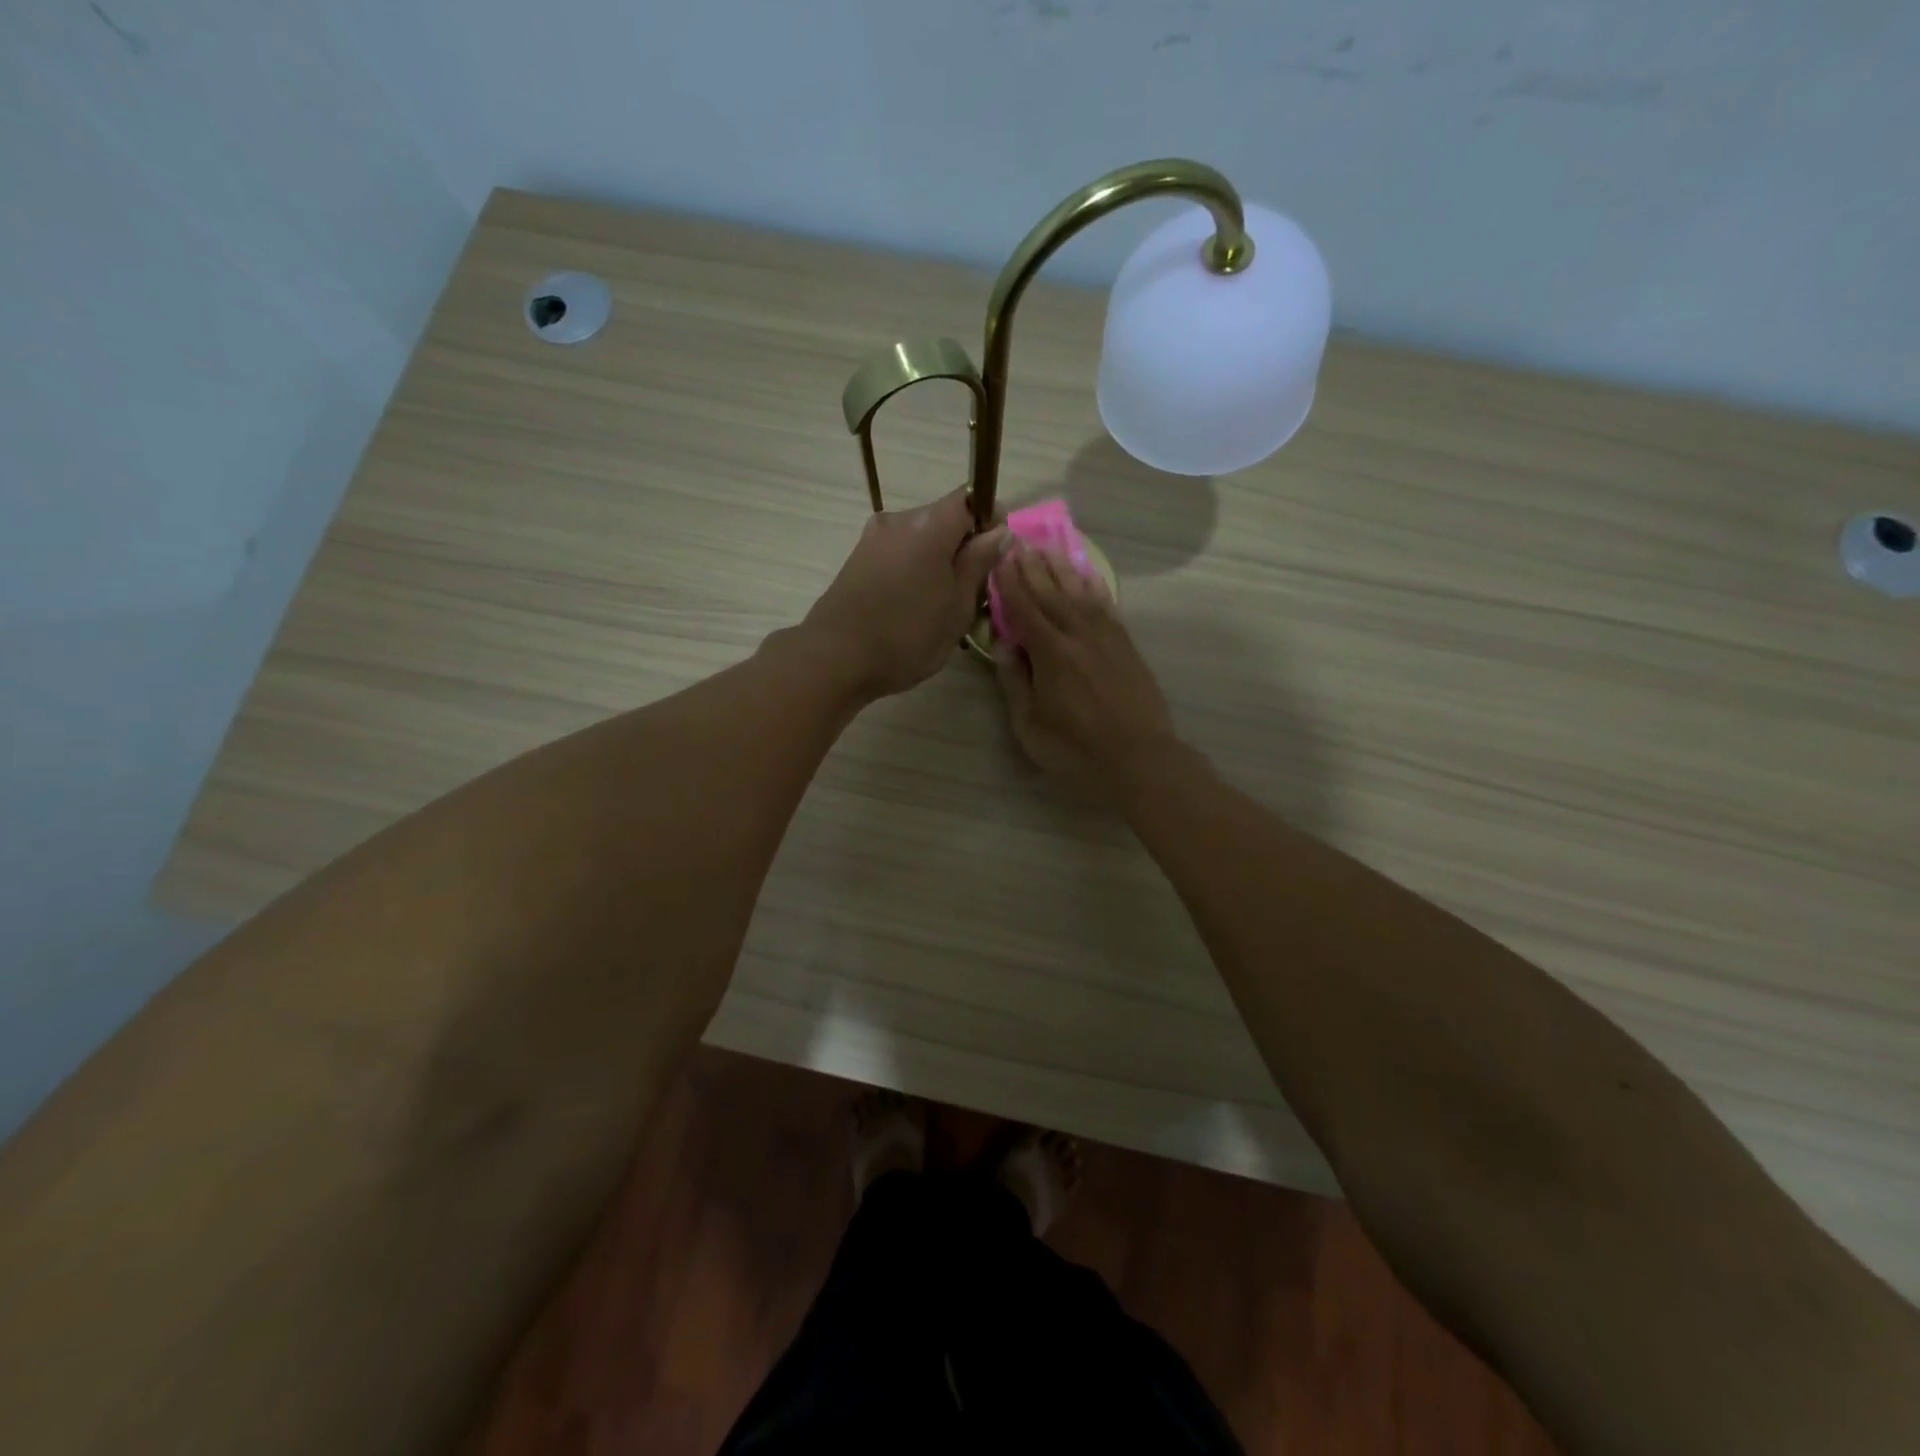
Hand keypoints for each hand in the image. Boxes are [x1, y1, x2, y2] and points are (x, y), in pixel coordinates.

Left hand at [802, 486, 1007, 699]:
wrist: (835, 659)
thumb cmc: (907, 636)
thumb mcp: (957, 606)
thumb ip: (979, 563)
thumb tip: (999, 531)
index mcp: (930, 525)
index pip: (971, 499)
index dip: (990, 521)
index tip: (995, 556)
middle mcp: (899, 520)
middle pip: (944, 519)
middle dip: (963, 547)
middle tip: (973, 591)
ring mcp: (873, 539)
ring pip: (920, 539)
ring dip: (937, 562)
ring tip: (941, 605)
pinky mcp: (857, 560)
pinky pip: (898, 554)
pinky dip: (913, 571)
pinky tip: (912, 607)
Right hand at [991, 546, 1180, 802]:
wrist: (1139, 759)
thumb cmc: (1075, 749)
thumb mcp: (1029, 725)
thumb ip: (1014, 681)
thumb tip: (1003, 644)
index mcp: (1050, 653)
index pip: (1024, 608)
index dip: (1010, 582)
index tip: (999, 557)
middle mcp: (1078, 635)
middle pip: (1051, 593)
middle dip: (1032, 566)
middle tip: (1018, 541)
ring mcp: (1106, 637)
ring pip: (1079, 592)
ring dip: (1061, 568)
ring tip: (1047, 547)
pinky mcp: (1125, 645)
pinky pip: (1106, 605)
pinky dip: (1093, 586)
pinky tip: (1085, 575)